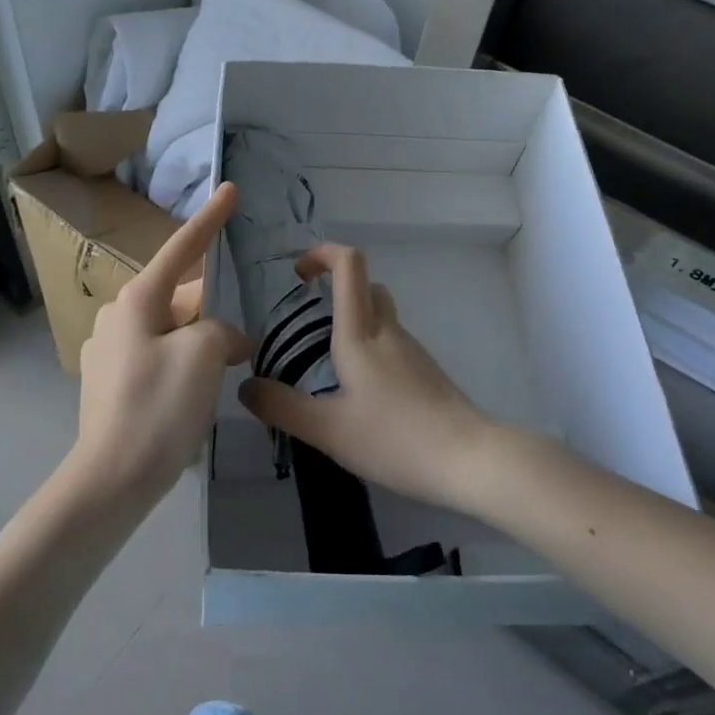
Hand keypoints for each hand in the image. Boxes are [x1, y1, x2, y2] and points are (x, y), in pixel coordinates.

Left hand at [74, 182, 252, 502]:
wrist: (110, 481)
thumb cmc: (158, 408)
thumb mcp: (203, 356)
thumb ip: (221, 331)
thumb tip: (223, 340)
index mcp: (137, 301)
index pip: (182, 249)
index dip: (210, 219)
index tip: (230, 189)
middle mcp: (117, 316)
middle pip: (180, 299)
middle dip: (212, 314)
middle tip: (238, 348)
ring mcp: (108, 351)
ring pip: (170, 331)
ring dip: (199, 344)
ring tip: (220, 376)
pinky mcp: (109, 382)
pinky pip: (156, 358)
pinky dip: (181, 366)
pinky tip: (191, 397)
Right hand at [239, 243, 499, 511]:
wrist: (469, 460)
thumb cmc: (395, 438)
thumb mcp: (328, 430)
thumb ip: (282, 407)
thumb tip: (245, 387)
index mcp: (361, 333)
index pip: (349, 264)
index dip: (322, 254)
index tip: (298, 273)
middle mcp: (388, 331)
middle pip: (366, 286)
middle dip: (335, 289)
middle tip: (307, 319)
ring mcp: (412, 351)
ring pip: (381, 315)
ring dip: (353, 321)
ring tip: (326, 364)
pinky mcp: (426, 372)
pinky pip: (392, 343)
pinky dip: (371, 348)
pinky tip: (360, 393)